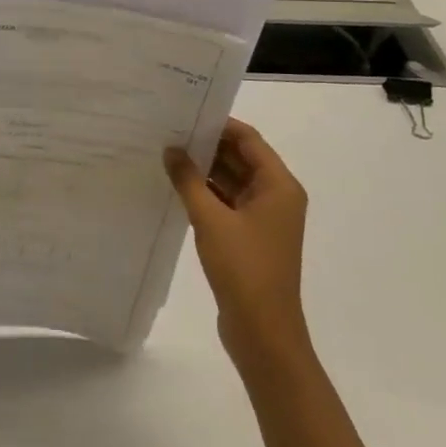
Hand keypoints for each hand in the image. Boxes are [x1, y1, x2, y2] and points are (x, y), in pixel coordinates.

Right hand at [165, 118, 311, 372]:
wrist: (263, 332)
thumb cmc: (243, 268)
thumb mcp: (210, 218)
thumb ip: (189, 179)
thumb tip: (171, 148)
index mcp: (279, 186)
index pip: (249, 139)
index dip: (219, 124)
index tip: (184, 113)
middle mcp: (276, 197)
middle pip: (241, 158)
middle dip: (207, 145)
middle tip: (168, 131)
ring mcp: (264, 219)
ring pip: (232, 181)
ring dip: (204, 169)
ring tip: (166, 154)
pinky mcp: (250, 237)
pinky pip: (227, 202)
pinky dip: (206, 192)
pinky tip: (176, 186)